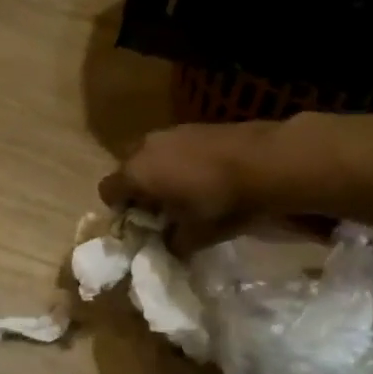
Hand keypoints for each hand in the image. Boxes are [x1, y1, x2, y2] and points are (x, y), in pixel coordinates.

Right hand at [99, 119, 300, 253]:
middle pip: (127, 170)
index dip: (118, 210)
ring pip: (149, 156)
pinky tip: (202, 176)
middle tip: (160, 211)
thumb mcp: (196, 235)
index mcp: (136, 174)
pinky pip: (171, 147)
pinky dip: (177, 161)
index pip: (107, 191)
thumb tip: (166, 248)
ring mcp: (168, 132)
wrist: (265, 161)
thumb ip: (172, 244)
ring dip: (158, 174)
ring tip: (184, 192)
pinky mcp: (191, 126)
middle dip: (137, 190)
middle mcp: (144, 148)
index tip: (139, 224)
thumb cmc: (221, 202)